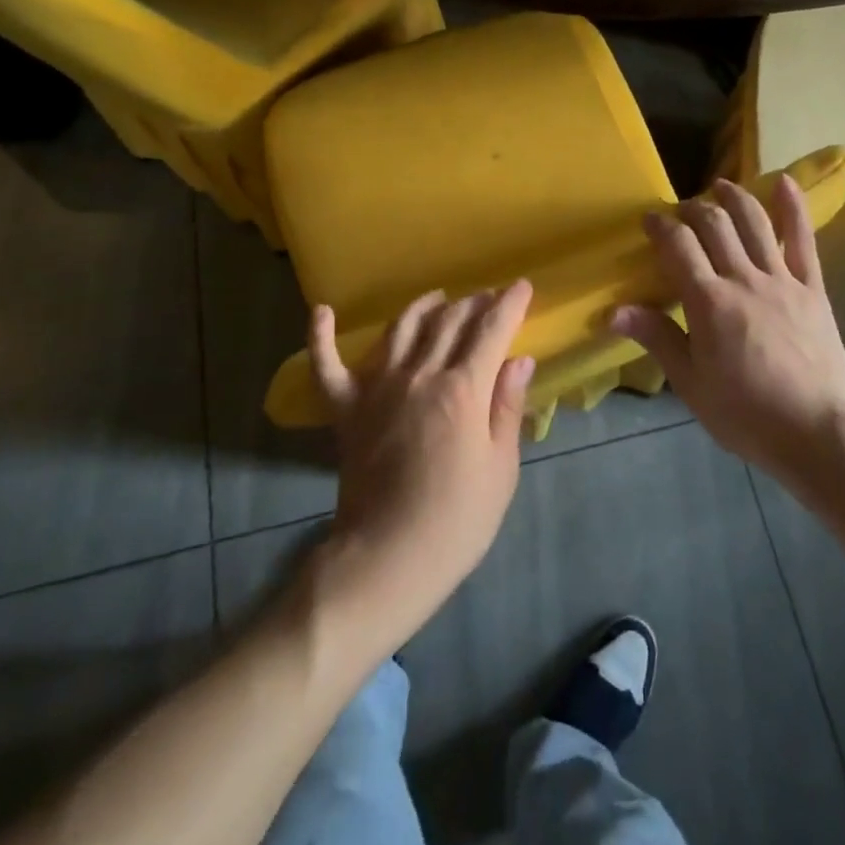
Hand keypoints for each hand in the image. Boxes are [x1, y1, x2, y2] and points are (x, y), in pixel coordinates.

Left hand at [309, 283, 534, 636]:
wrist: (387, 558)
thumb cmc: (457, 519)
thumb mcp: (500, 467)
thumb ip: (507, 406)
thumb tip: (520, 359)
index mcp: (463, 389)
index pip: (491, 330)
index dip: (510, 304)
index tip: (522, 286)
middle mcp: (419, 375)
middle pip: (449, 321)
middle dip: (474, 302)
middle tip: (489, 297)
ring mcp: (377, 388)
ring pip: (401, 328)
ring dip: (423, 306)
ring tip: (439, 298)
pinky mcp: (345, 408)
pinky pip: (327, 364)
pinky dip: (321, 336)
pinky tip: (322, 311)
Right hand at [611, 177, 844, 482]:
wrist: (817, 433)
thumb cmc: (745, 414)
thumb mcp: (690, 383)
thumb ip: (656, 338)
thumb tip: (613, 312)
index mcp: (709, 302)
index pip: (678, 246)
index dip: (661, 226)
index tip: (649, 220)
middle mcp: (743, 279)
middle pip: (714, 225)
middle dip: (692, 209)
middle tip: (680, 211)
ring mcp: (782, 280)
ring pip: (755, 222)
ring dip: (733, 198)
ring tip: (719, 187)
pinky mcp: (813, 288)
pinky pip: (804, 240)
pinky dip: (793, 208)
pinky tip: (785, 182)